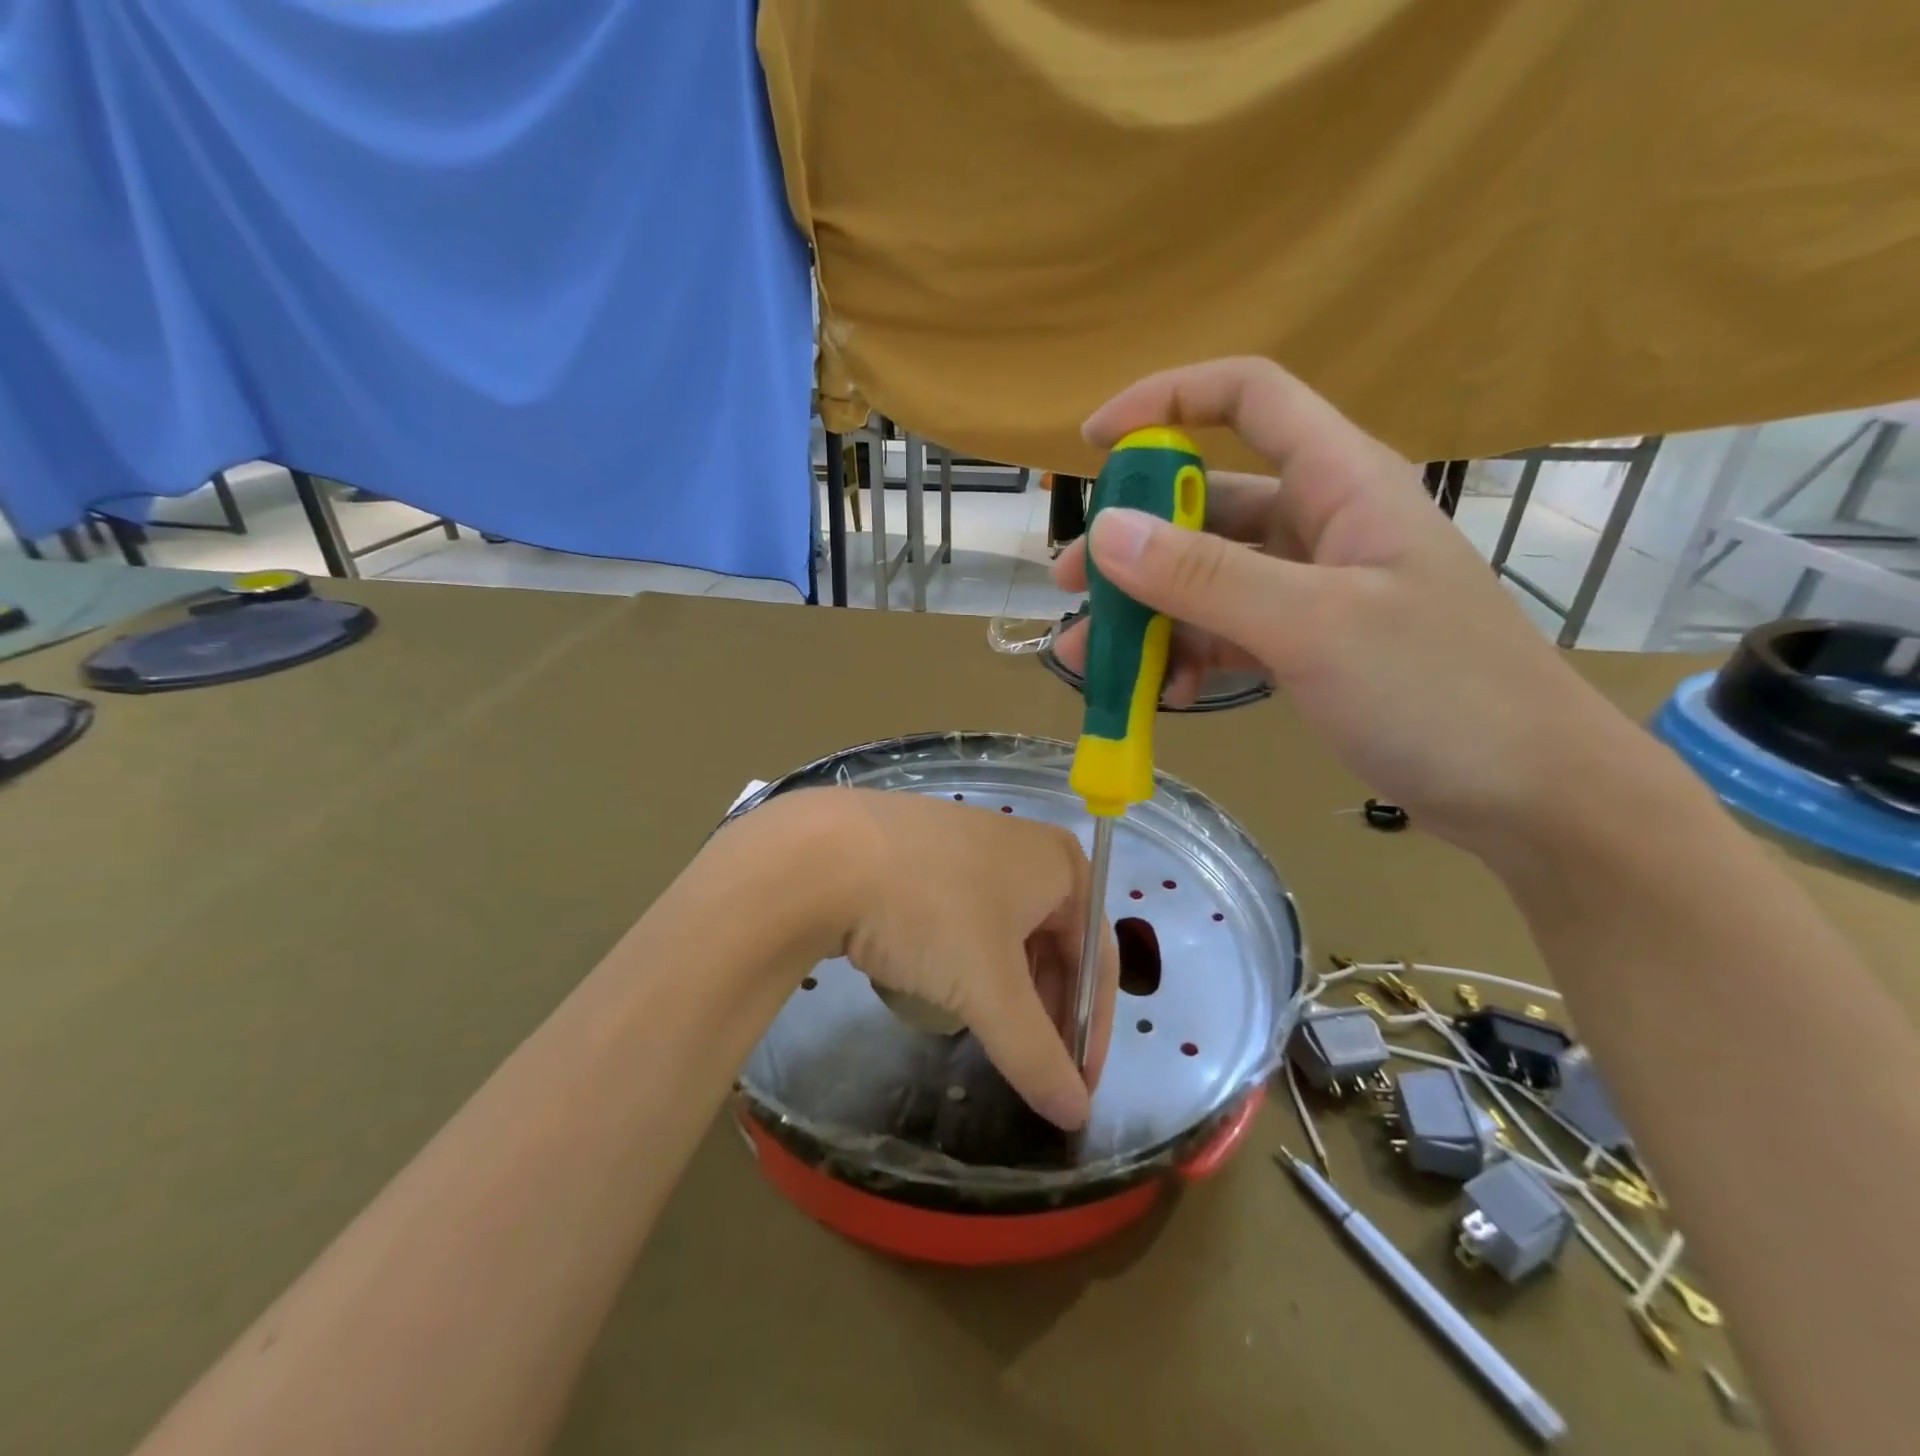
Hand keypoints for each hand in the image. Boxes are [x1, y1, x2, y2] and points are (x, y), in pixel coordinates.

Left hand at [796, 788, 1117, 1131]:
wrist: (824, 854)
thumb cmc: (931, 912)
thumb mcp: (989, 989)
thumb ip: (1036, 1055)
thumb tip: (1075, 1114)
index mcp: (1060, 864)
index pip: (1096, 957)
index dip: (1090, 1027)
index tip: (1075, 1086)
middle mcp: (1024, 847)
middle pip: (1054, 942)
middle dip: (1046, 1009)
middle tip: (1031, 1065)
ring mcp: (970, 843)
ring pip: (1007, 931)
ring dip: (1007, 987)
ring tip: (989, 1032)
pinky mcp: (925, 852)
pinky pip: (967, 915)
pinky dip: (969, 958)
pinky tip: (945, 984)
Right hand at [1052, 357, 1645, 858]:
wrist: (1530, 795)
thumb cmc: (1439, 692)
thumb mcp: (1313, 626)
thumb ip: (1206, 577)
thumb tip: (1107, 533)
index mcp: (1340, 484)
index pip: (1249, 398)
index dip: (1168, 401)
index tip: (1095, 443)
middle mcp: (1320, 526)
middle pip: (1206, 508)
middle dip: (1133, 544)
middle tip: (1071, 588)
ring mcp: (1311, 592)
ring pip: (1206, 582)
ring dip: (1147, 616)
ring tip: (1091, 662)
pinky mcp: (1306, 648)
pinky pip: (1225, 635)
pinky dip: (1186, 658)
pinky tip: (1161, 695)